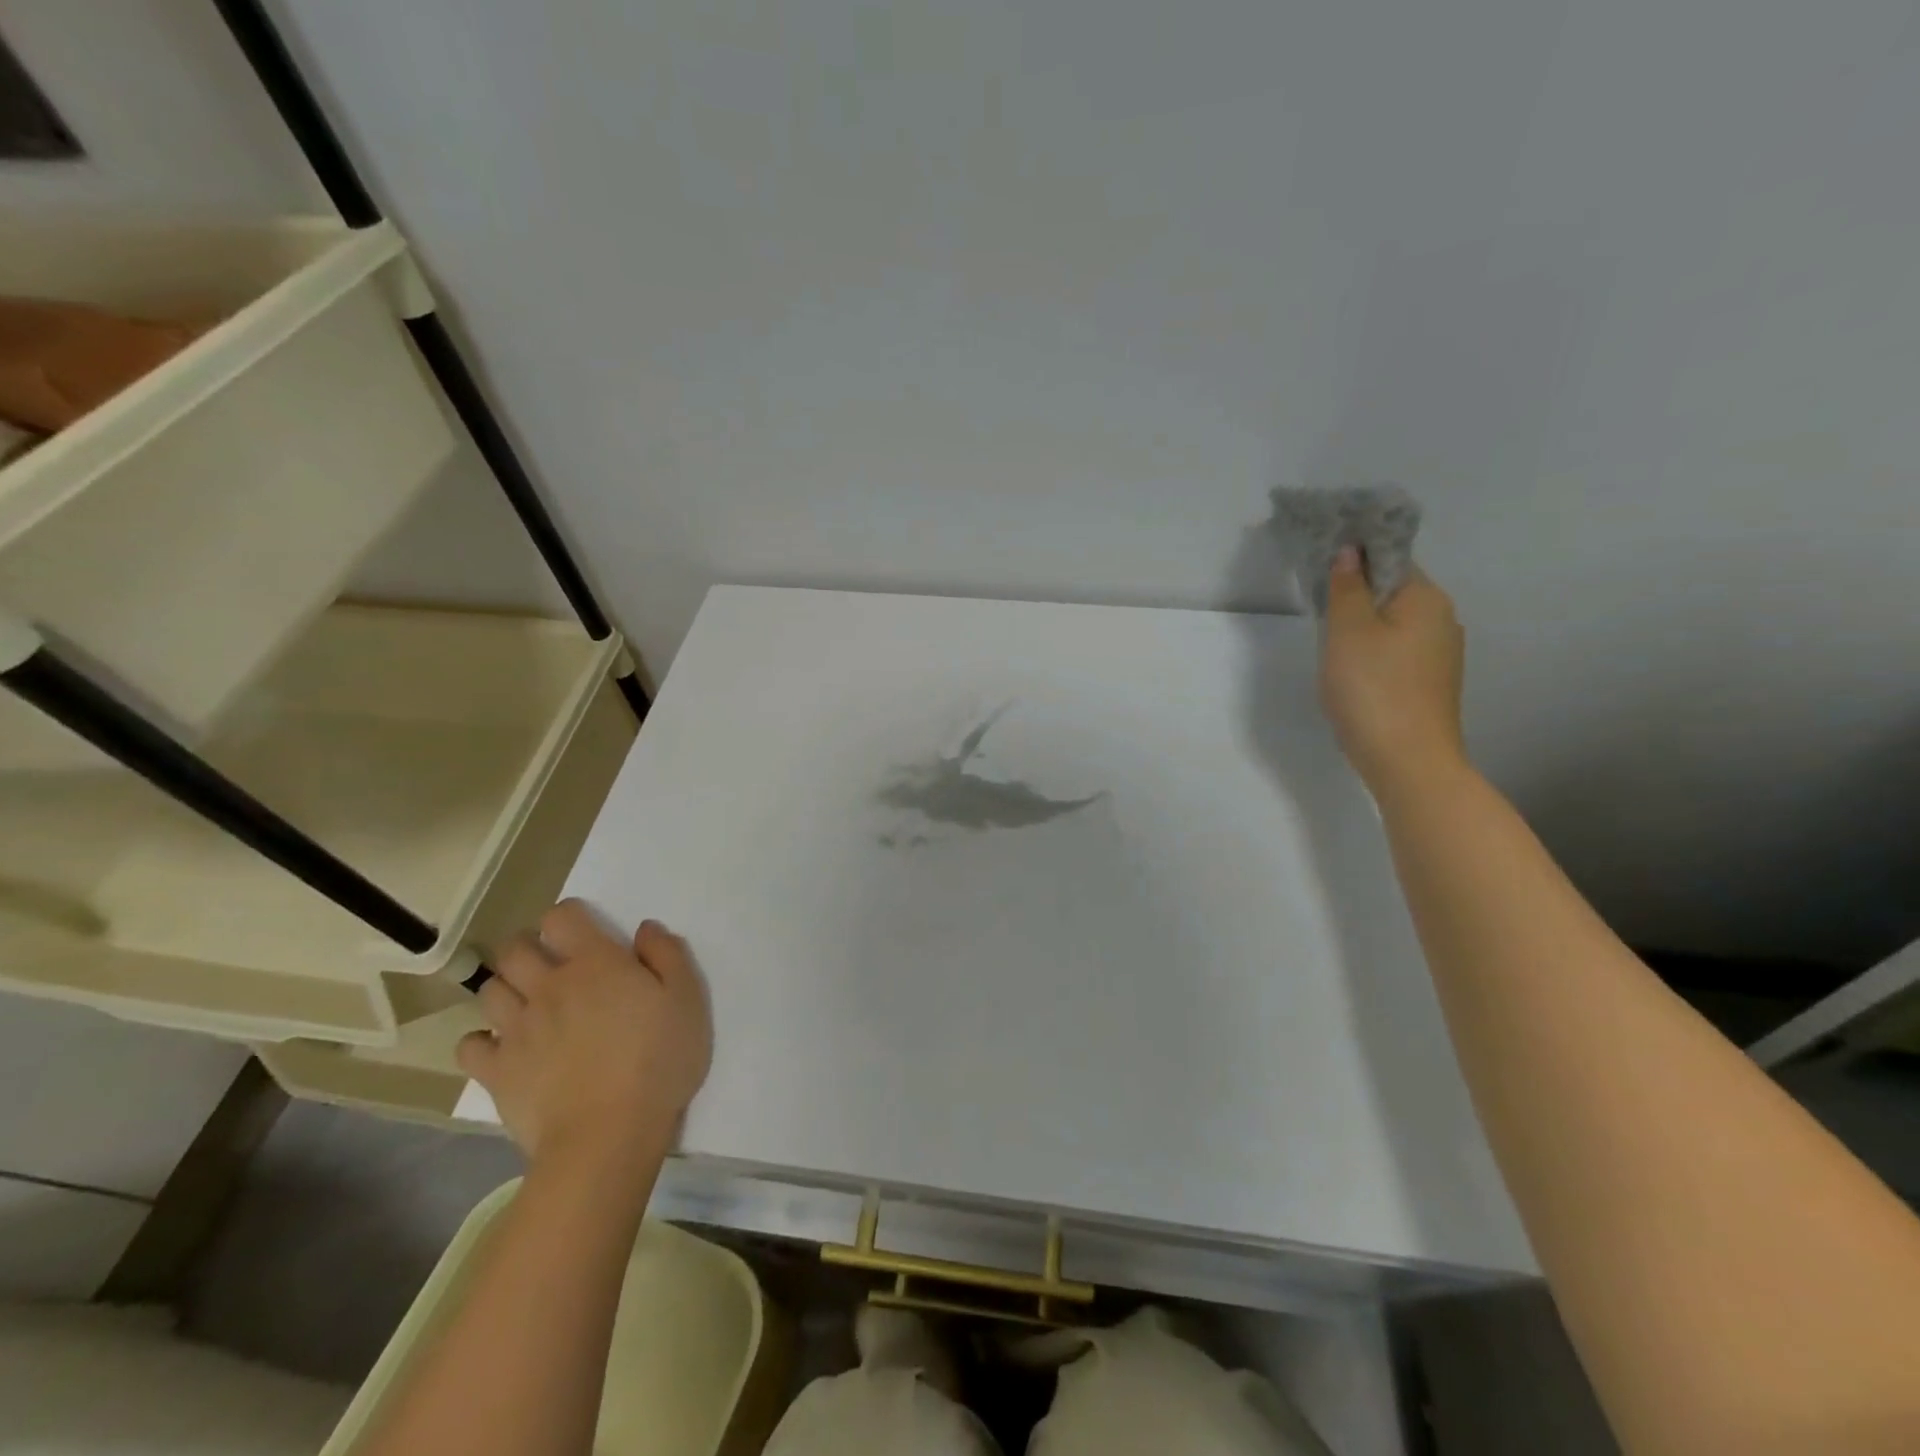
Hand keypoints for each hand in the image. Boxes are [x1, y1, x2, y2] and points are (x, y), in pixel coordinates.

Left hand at [458, 903, 712, 1175]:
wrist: (608, 1135)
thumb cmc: (658, 1060)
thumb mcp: (687, 999)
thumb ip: (667, 955)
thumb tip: (644, 929)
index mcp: (595, 963)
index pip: (562, 917)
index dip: (569, 917)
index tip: (584, 932)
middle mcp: (548, 986)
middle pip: (515, 948)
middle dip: (528, 947)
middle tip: (550, 964)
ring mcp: (516, 1029)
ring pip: (490, 990)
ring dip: (507, 988)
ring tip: (528, 1003)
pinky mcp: (496, 1071)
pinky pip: (470, 1044)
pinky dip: (482, 1040)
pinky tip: (504, 1048)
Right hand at [1320, 547, 1468, 798]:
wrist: (1408, 761)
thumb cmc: (1373, 689)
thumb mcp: (1347, 631)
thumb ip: (1347, 588)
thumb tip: (1350, 552)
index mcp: (1426, 598)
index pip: (1390, 558)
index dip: (1355, 556)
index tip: (1321, 563)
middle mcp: (1442, 619)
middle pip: (1393, 590)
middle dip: (1357, 593)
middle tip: (1317, 606)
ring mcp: (1440, 654)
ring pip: (1394, 623)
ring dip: (1363, 624)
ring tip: (1329, 642)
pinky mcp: (1430, 683)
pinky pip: (1398, 651)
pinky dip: (1374, 651)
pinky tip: (1352, 671)